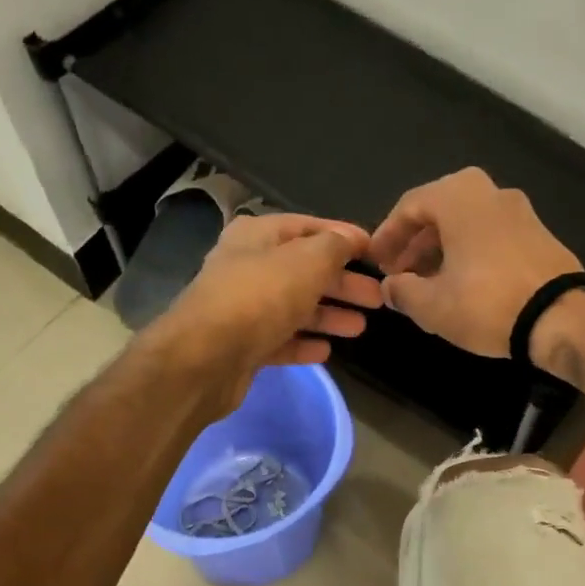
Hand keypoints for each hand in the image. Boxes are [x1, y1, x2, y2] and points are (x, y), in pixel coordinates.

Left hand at [151, 211, 383, 406]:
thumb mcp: (306, 261)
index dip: (343, 236)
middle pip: (305, 270)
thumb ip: (334, 247)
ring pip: (295, 307)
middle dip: (342, 283)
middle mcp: (248, 267)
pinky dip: (304, 343)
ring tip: (360, 327)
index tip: (376, 251)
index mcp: (257, 236)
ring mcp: (244, 309)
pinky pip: (281, 340)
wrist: (206, 358)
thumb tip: (351, 238)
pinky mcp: (244, 346)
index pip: (308, 227)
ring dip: (328, 315)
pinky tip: (326, 350)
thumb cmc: (259, 298)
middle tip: (378, 297)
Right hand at [370, 168, 580, 356]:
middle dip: (415, 245)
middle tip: (400, 275)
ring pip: (467, 225)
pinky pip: (491, 237)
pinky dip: (470, 254)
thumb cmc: (486, 303)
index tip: (376, 263)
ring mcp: (520, 211)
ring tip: (428, 285)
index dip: (386, 236)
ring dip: (442, 251)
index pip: (409, 206)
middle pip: (439, 213)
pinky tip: (463, 285)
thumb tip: (390, 287)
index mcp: (458, 196)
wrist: (560, 317)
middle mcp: (490, 191)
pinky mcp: (540, 234)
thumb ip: (402, 291)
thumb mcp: (432, 305)